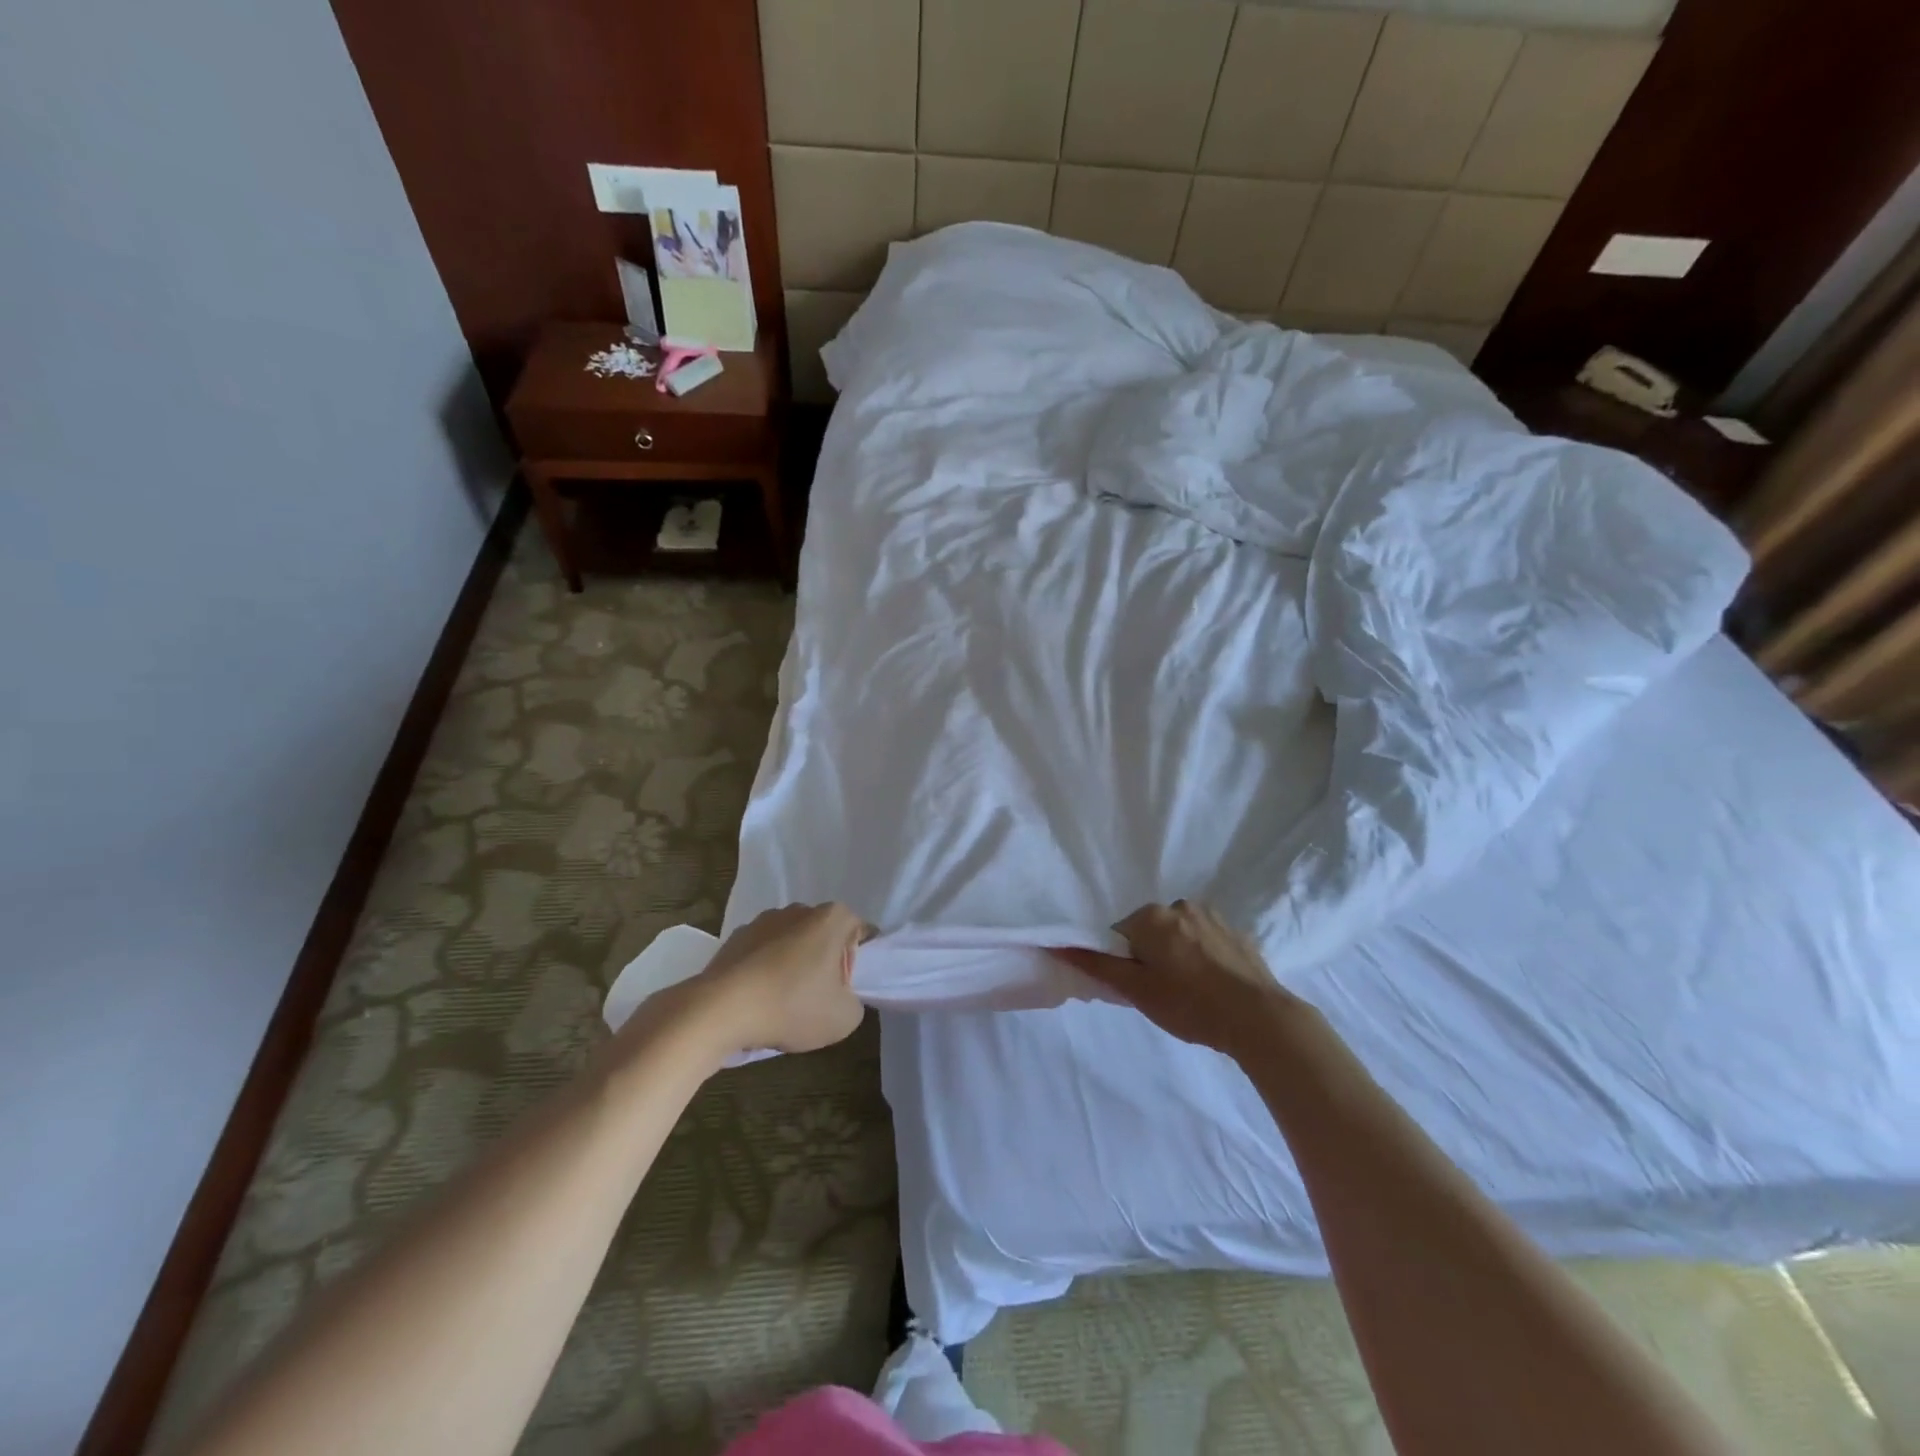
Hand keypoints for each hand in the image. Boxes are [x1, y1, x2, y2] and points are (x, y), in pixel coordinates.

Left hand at [694, 903, 871, 1054]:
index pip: (861, 933)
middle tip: (818, 999)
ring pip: (792, 944)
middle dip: (825, 963)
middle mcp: (799, 909)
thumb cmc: (792, 1006)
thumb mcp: (844, 1018)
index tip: (845, 990)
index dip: (858, 963)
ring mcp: (764, 920)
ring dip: (793, 966)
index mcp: (832, 918)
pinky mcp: (736, 937)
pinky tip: (758, 1000)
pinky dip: (765, 971)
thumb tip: (841, 996)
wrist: (720, 1011)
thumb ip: (855, 1002)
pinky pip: (763, 953)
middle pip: (825, 936)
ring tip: (783, 1004)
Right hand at [1054, 901, 1300, 1058]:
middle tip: (1163, 993)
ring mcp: (1213, 917)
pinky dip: (1203, 958)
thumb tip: (1057, 944)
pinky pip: (1207, 941)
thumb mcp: (1136, 990)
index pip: (1119, 934)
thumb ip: (1096, 965)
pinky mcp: (1238, 933)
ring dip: (1178, 955)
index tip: (1138, 988)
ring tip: (1192, 992)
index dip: (1124, 963)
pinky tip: (1214, 986)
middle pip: (1150, 931)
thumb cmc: (1189, 1004)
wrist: (1259, 1018)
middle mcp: (1180, 905)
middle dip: (1151, 956)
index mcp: (1151, 916)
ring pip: (1179, 935)